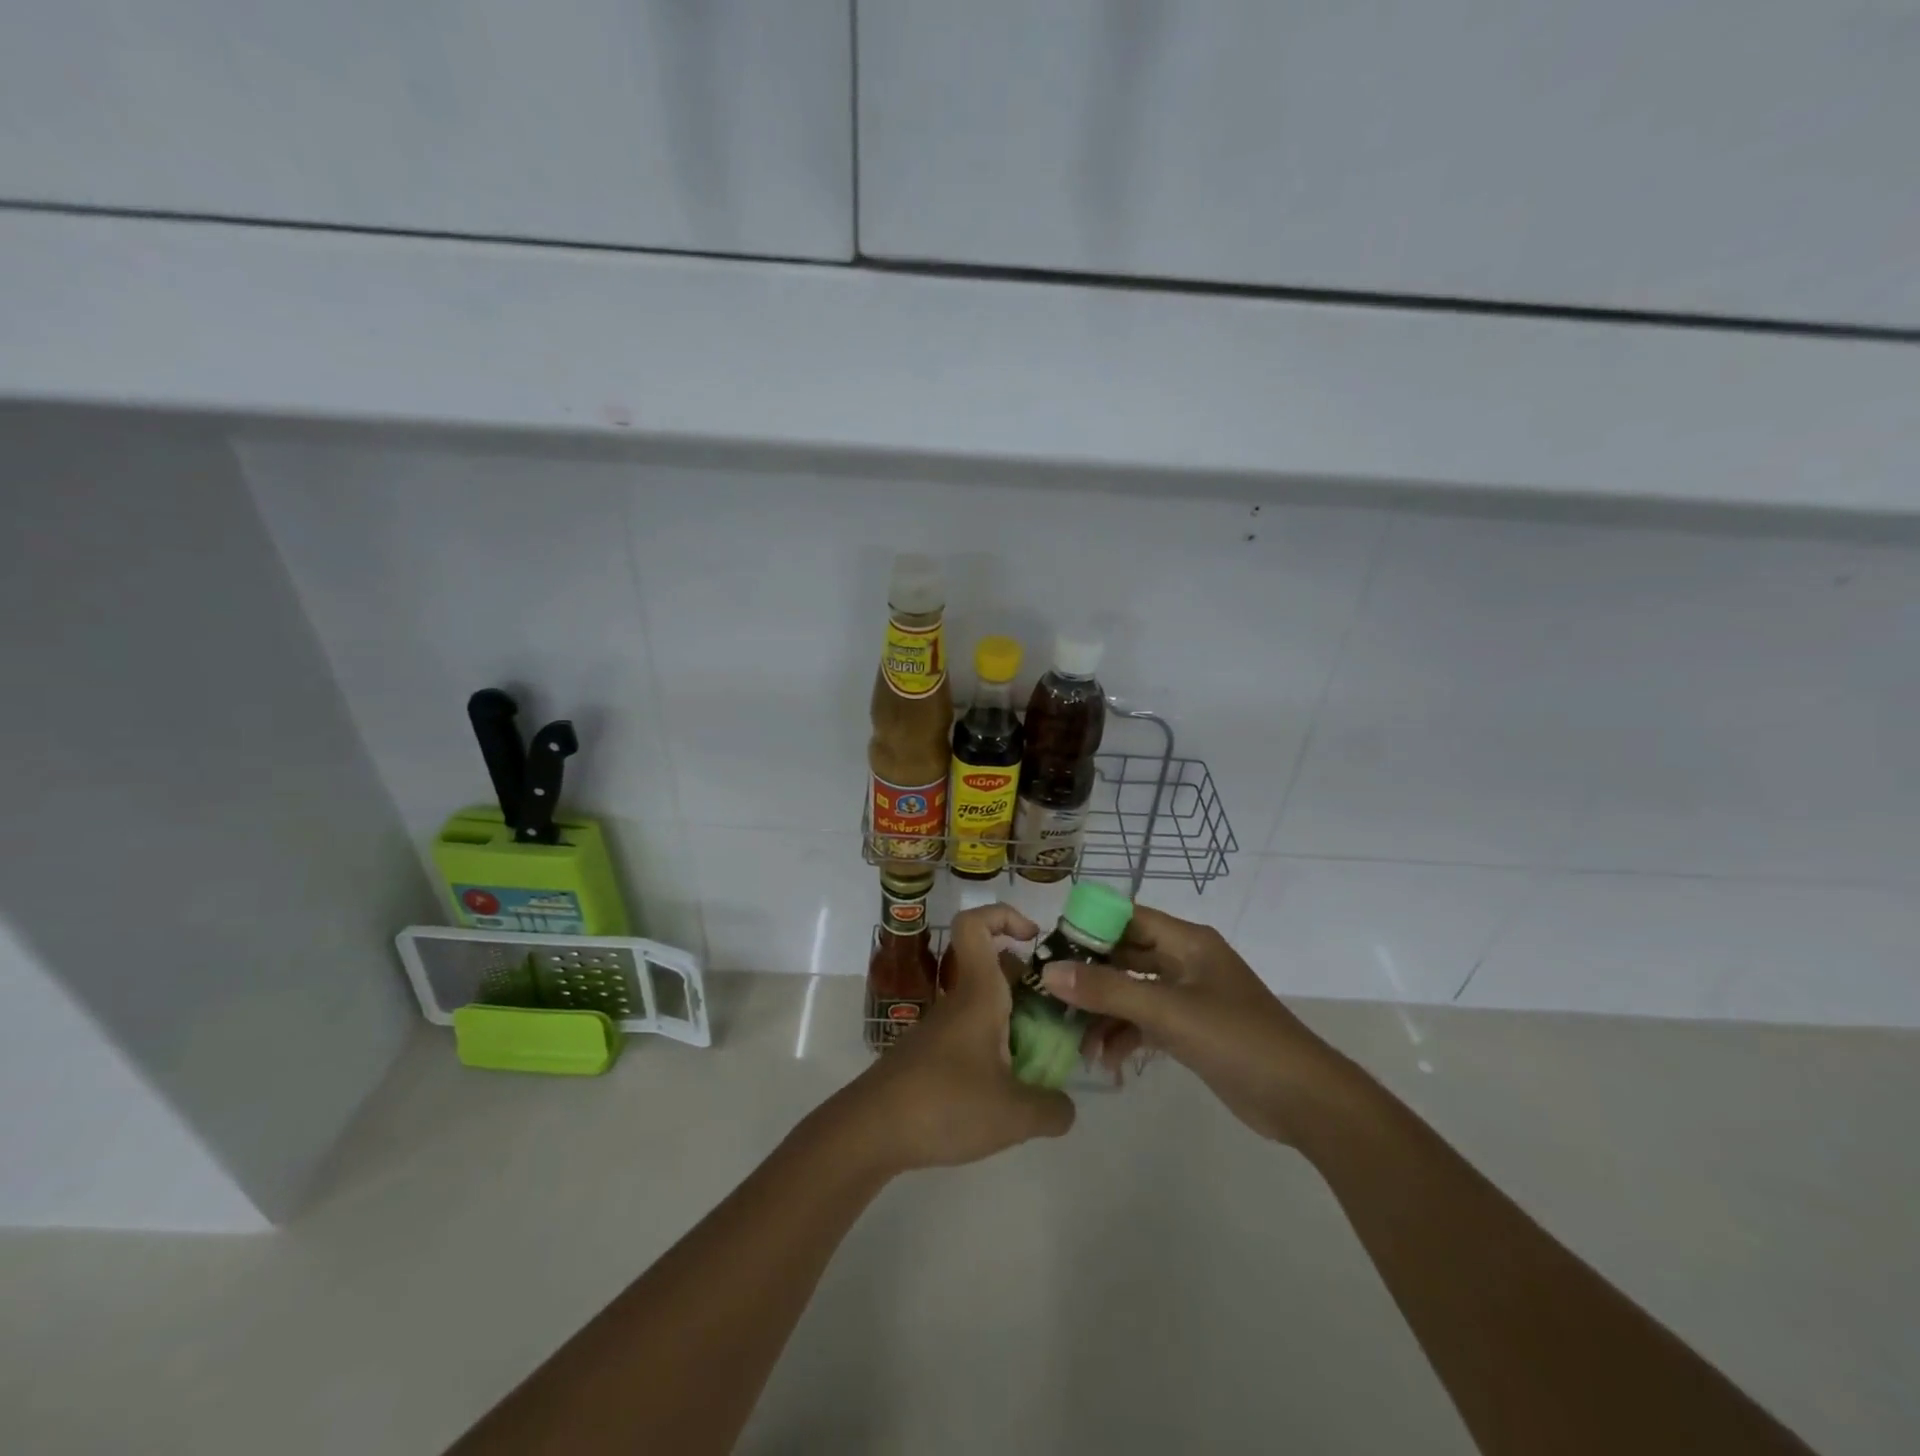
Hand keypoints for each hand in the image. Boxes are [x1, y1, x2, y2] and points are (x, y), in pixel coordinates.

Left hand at [838, 903, 1075, 1172]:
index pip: (975, 925)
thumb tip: (1066, 1106)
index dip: (1004, 915)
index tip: (1034, 937)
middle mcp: (958, 1001)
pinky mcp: (930, 1056)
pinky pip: (971, 1035)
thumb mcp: (1014, 1116)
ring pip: (984, 1005)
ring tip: (1042, 1061)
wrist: (871, 1131)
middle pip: (993, 968)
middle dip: (1029, 982)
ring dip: (1015, 1021)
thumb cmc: (944, 1105)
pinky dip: (995, 1050)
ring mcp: (940, 1029)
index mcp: (977, 994)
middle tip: (1058, 1015)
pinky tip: (1007, 1090)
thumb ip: (1052, 1108)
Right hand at [1042, 904, 1347, 1144]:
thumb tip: (1048, 972)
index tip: (1050, 947)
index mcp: (1187, 941)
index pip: (1127, 917)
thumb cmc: (1237, 1039)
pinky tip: (1106, 1062)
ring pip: (1132, 993)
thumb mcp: (1167, 1011)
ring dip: (1104, 1014)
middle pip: (1125, 956)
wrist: (1304, 1100)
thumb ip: (1107, 991)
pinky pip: (1145, 1022)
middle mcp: (1185, 961)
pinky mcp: (1191, 1031)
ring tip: (1077, 1044)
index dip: (1089, 926)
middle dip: (1089, 976)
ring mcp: (1189, 997)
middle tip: (1050, 996)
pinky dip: (1124, 1037)